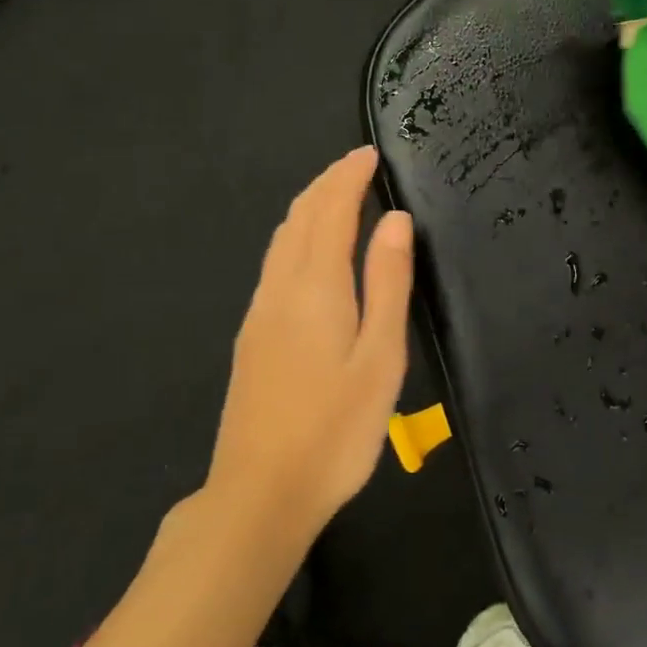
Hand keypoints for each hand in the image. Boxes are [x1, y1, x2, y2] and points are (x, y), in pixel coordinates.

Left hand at [206, 147, 413, 543]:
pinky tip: (306, 246)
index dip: (349, 176)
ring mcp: (260, 310)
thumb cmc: (334, 429)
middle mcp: (281, 286)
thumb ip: (387, 282)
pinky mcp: (252, 333)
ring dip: (309, 204)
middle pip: (301, 215)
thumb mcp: (380, 358)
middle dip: (328, 181)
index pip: (331, 210)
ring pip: (283, 237)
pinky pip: (274, 260)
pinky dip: (296, 232)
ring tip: (335, 191)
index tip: (368, 153)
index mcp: (316, 285)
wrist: (259, 493)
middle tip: (356, 162)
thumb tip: (394, 219)